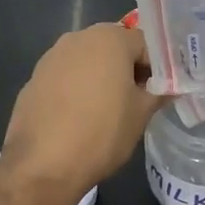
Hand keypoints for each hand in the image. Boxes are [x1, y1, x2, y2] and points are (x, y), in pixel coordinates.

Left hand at [2, 23, 165, 192]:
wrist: (42, 166)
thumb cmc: (102, 132)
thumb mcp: (141, 114)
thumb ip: (159, 92)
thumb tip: (170, 87)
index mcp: (110, 38)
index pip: (146, 43)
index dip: (158, 67)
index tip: (160, 91)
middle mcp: (79, 37)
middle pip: (115, 46)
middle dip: (128, 68)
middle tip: (137, 98)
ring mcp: (52, 57)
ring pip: (88, 60)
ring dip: (101, 76)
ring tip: (106, 109)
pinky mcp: (34, 79)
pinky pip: (65, 76)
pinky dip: (76, 88)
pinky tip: (78, 117)